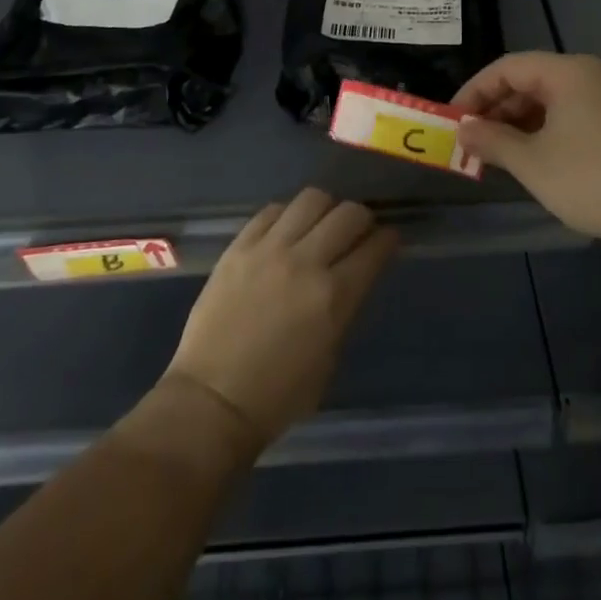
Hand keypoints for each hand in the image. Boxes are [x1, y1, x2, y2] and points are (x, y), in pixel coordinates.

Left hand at [164, 188, 397, 447]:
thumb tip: (351, 277)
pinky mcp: (239, 246)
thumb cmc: (278, 394)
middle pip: (348, 213)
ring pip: (312, 199)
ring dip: (326, 209)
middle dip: (362, 219)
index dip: (388, 240)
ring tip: (320, 225)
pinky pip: (272, 210)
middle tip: (357, 232)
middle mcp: (305, 262)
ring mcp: (269, 249)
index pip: (374, 248)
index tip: (388, 240)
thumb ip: (344, 308)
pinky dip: (287, 215)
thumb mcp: (329, 358)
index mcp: (334, 296)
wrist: (212, 400)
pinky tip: (286, 232)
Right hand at [454, 52, 600, 250]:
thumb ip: (492, 141)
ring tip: (499, 156)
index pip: (507, 67)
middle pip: (530, 81)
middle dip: (496, 109)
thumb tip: (463, 129)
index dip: (474, 91)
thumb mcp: (533, 163)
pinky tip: (537, 161)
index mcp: (567, 72)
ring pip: (551, 101)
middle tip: (472, 142)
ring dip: (520, 124)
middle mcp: (590, 74)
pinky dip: (547, 132)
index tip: (453, 121)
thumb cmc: (596, 178)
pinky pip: (572, 116)